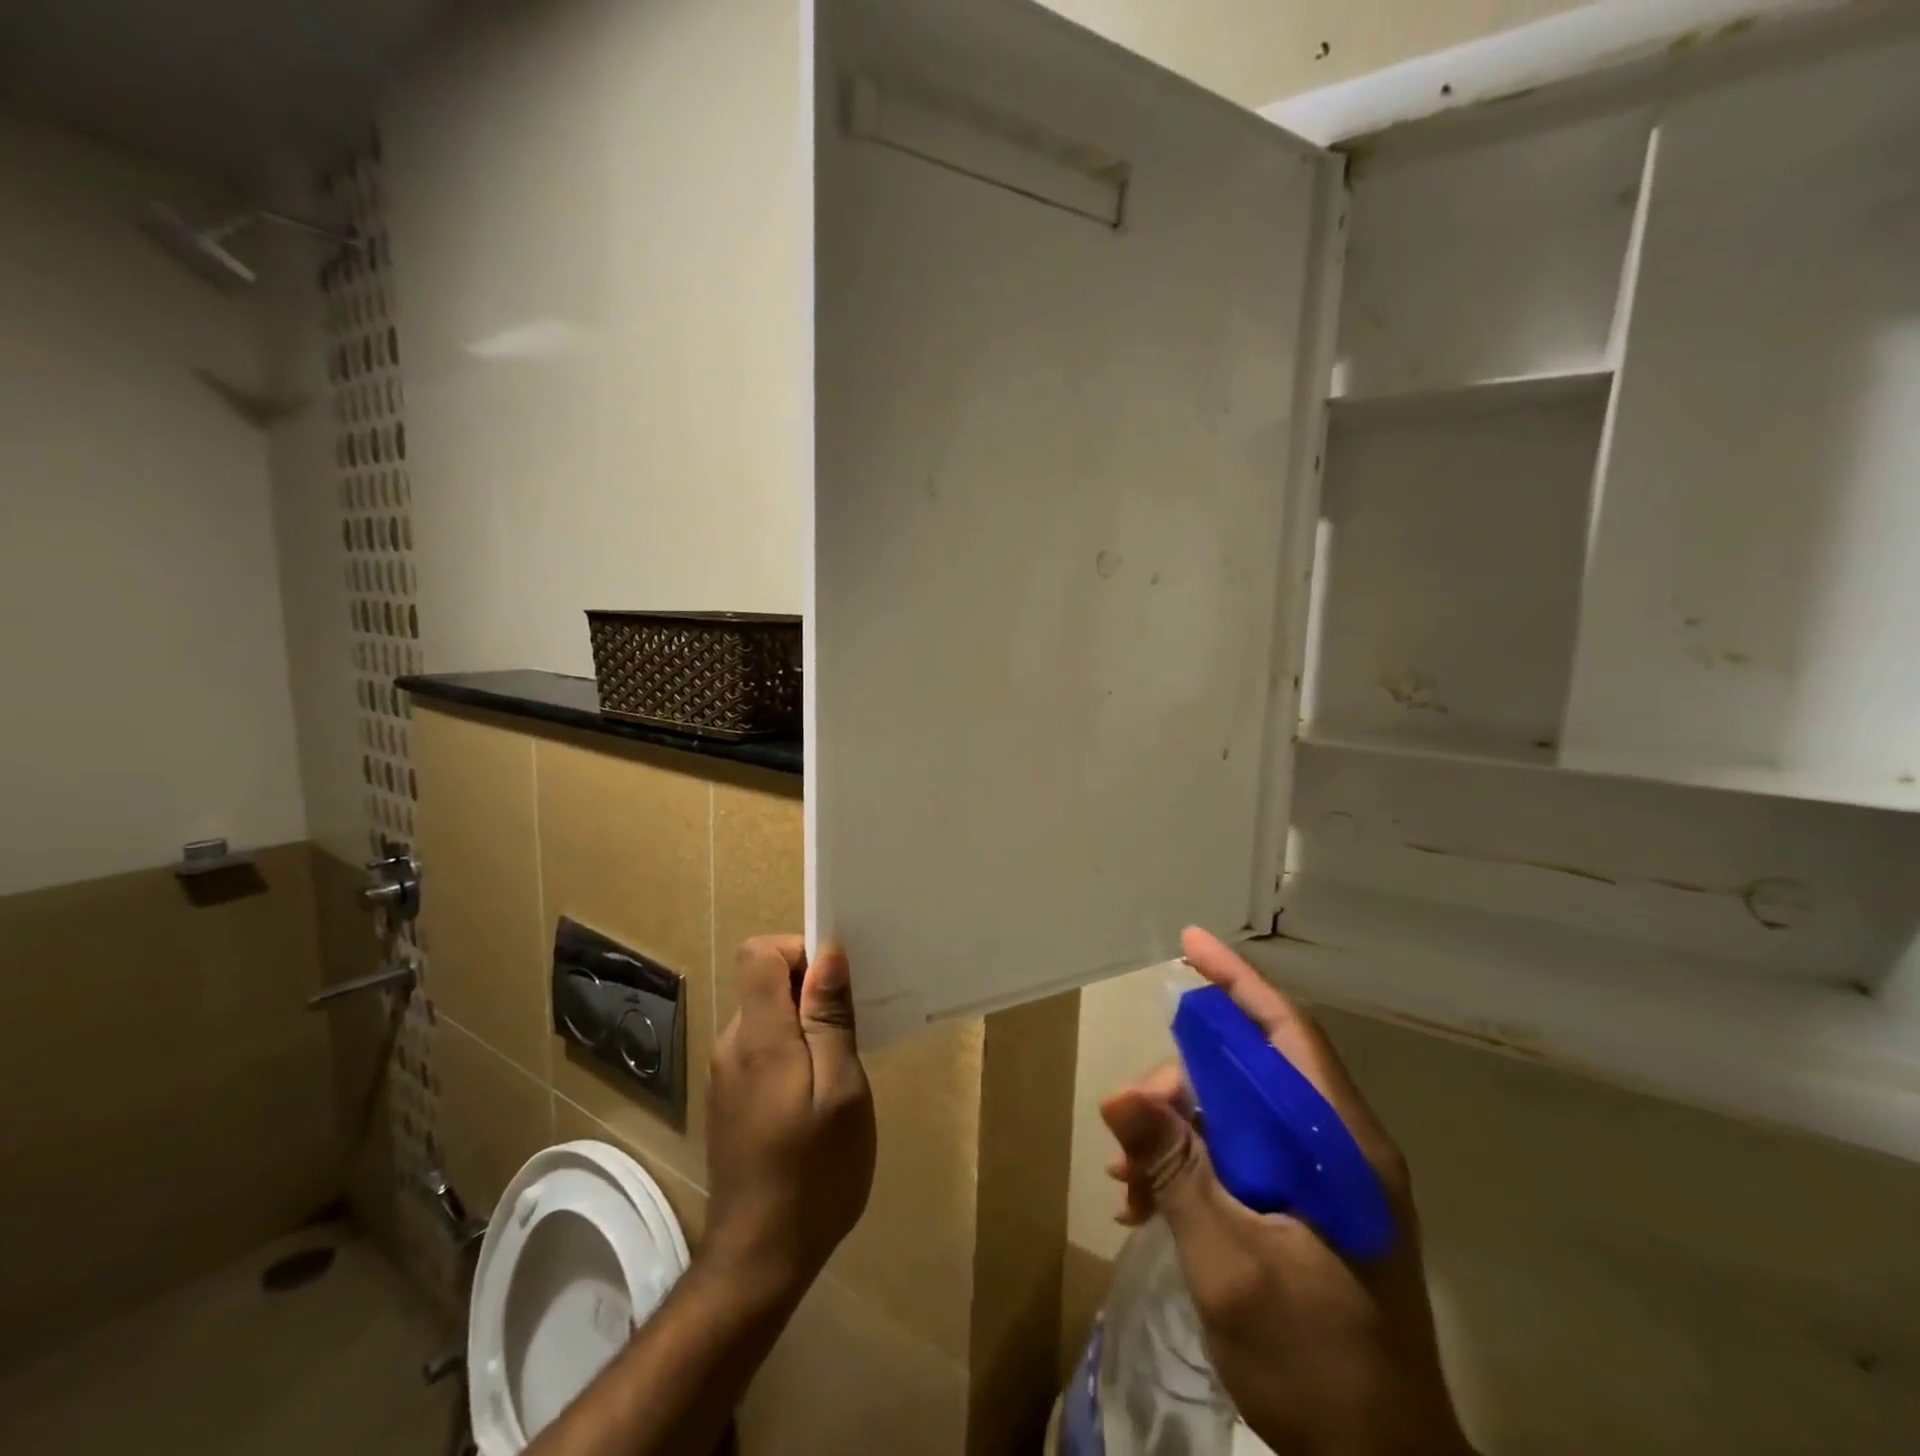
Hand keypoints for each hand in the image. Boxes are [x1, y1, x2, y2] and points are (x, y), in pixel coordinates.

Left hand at [703, 936, 875, 1305]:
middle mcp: (731, 1044)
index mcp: (758, 1035)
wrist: (760, 1259)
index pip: (758, 952)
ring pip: (765, 1017)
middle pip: (763, 983)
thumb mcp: (842, 1090)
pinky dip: (790, 1053)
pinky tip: (814, 1098)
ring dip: (802, 1026)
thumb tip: (827, 955)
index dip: (798, 951)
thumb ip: (830, 1019)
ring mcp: (725, 1074)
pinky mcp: (729, 1099)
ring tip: (838, 1070)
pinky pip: (760, 1049)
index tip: (834, 986)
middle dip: (808, 992)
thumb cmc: (814, 1172)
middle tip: (849, 1033)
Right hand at [1101, 927, 1471, 1455]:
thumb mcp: (1231, 1265)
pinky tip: (1148, 1201)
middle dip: (1181, 1082)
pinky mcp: (1310, 1213)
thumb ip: (1177, 1171)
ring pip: (1240, 1116)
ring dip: (1179, 1130)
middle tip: (1128, 1118)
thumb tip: (1118, 1094)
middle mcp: (1339, 1150)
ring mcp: (1326, 1183)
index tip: (1189, 940)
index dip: (1237, 981)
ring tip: (1127, 1174)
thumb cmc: (1317, 1369)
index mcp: (1341, 1147)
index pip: (1287, 1033)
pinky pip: (1242, 1158)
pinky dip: (1193, 1166)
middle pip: (1251, 1073)